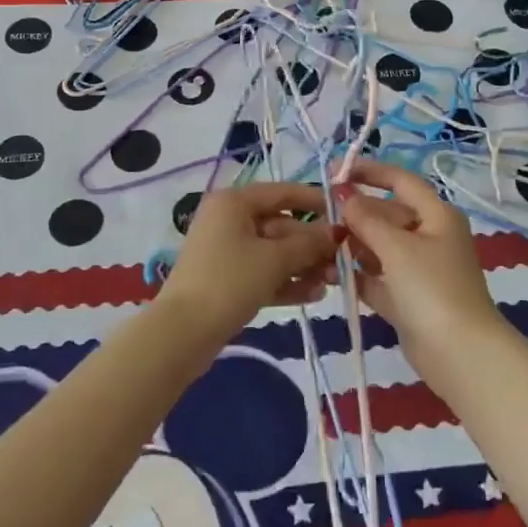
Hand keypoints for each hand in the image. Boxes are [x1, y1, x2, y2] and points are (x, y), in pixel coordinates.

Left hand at [161, 182, 340, 338]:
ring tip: (331, 283)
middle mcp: (229, 220)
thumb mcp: (274, 259)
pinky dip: (286, 281)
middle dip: (312, 245)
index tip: (345, 214)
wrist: (182, 333)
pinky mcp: (227, 279)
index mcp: (235, 202)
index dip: (315, 202)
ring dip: (303, 266)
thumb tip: (335, 232)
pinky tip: (313, 295)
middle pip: (281, 225)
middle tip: (342, 262)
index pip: (283, 192)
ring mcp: (227, 251)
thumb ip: (308, 244)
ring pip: (274, 252)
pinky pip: (263, 272)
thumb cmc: (229, 282)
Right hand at [340, 160, 502, 365]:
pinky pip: (378, 278)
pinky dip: (358, 275)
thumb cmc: (431, 288)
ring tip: (320, 245)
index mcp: (437, 216)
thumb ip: (366, 219)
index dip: (370, 172)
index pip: (401, 181)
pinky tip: (329, 274)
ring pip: (380, 247)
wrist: (460, 354)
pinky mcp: (409, 299)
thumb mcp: (396, 247)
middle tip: (320, 215)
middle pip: (388, 215)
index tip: (335, 171)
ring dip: (353, 245)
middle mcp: (430, 237)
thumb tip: (344, 194)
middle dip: (356, 214)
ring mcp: (420, 270)